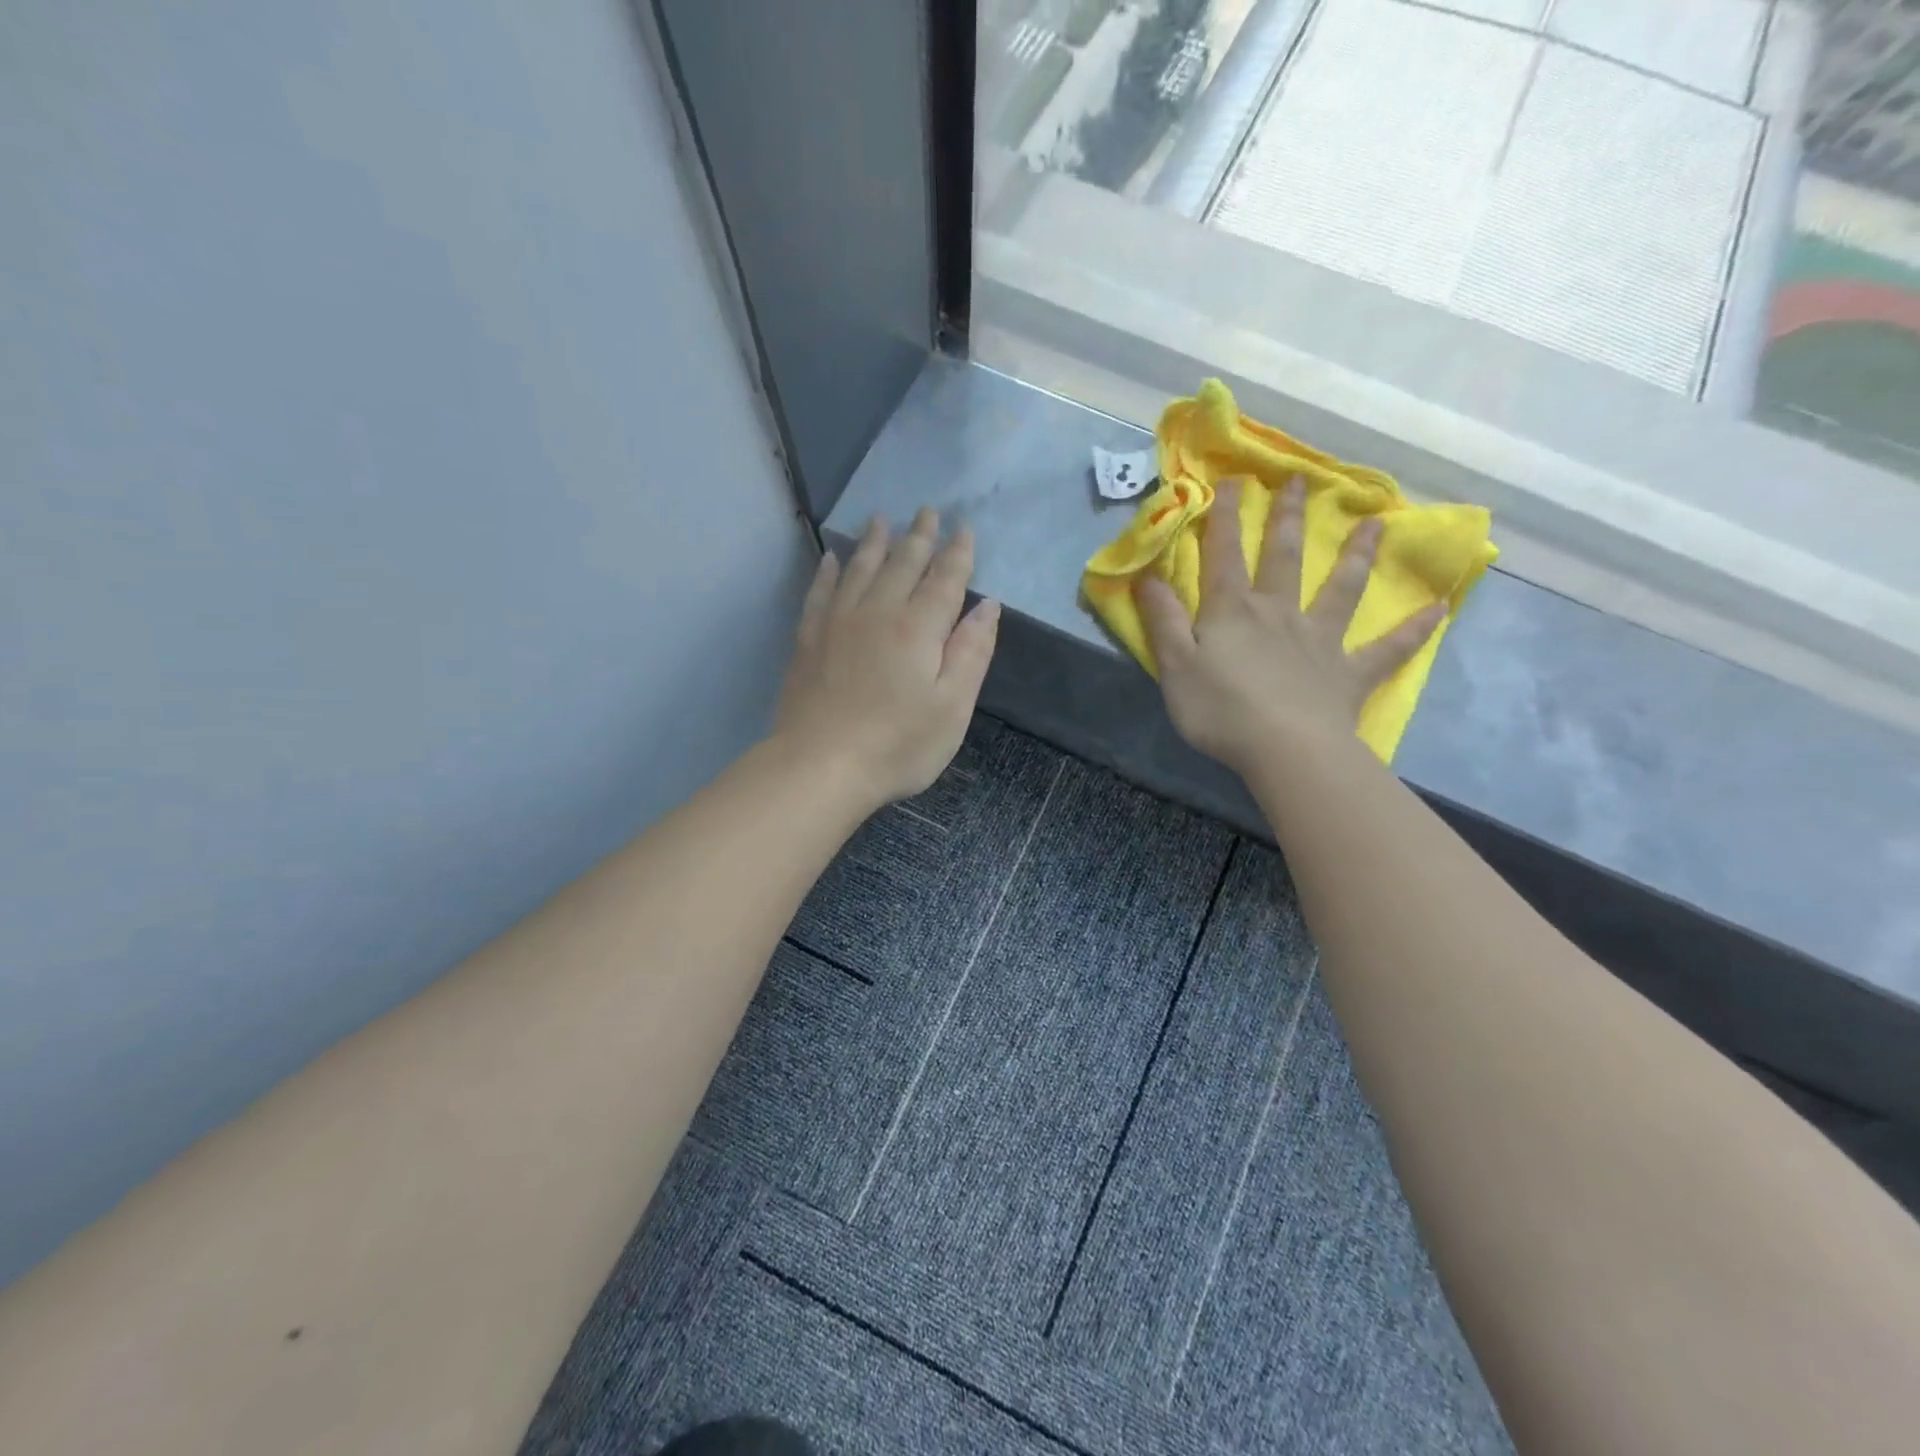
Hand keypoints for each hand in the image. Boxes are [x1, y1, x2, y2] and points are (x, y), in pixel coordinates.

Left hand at [774, 509, 999, 809]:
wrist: (820, 766)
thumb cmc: (898, 745)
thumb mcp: (953, 707)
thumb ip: (972, 652)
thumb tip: (987, 606)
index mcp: (920, 629)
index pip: (944, 580)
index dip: (957, 553)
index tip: (964, 528)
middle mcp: (879, 613)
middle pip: (902, 564)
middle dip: (919, 537)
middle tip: (927, 511)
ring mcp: (838, 623)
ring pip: (860, 569)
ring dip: (874, 542)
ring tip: (881, 519)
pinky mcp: (809, 640)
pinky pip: (821, 593)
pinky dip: (829, 572)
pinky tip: (832, 559)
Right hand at [1137, 477, 1444, 774]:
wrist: (1285, 749)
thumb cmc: (1220, 709)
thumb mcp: (1174, 665)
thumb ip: (1162, 620)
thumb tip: (1147, 576)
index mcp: (1233, 612)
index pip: (1224, 556)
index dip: (1223, 519)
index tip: (1231, 481)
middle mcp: (1279, 614)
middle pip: (1284, 557)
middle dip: (1287, 519)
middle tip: (1298, 482)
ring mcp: (1320, 641)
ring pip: (1342, 589)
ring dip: (1358, 556)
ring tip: (1375, 524)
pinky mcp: (1348, 673)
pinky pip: (1387, 649)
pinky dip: (1413, 630)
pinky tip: (1439, 610)